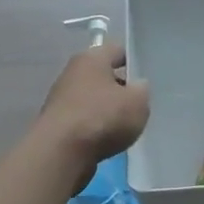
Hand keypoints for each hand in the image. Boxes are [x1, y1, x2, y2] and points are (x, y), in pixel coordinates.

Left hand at [37, 44, 150, 186]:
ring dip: (107, 110)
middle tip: (139, 104)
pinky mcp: (56, 124)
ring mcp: (61, 99)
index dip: (134, 61)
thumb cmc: (102, 117)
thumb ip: (142, 90)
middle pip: (103, 75)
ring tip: (126, 126)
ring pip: (92, 99)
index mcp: (91, 58)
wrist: (61, 153)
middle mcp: (72, 73)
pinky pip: (83, 120)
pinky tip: (107, 140)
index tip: (147, 77)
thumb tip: (136, 86)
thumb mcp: (138, 101)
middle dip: (120, 88)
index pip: (117, 50)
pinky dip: (95, 128)